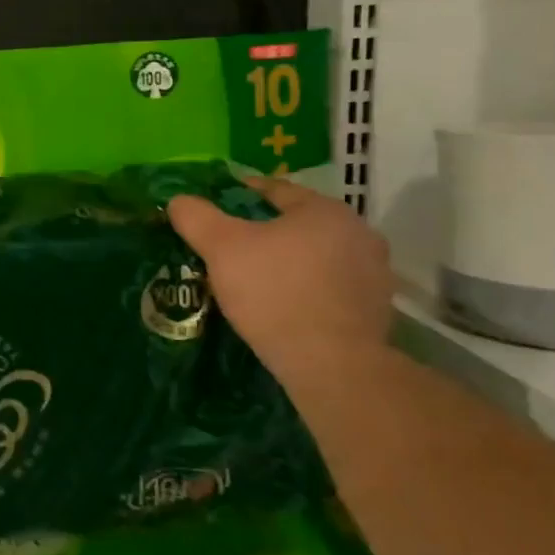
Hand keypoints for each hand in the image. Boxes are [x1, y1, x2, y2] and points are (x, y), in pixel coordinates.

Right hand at [168, 178, 393, 380]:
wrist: (330, 364)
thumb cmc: (274, 291)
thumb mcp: (221, 247)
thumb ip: (196, 217)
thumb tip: (179, 201)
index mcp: (324, 210)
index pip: (273, 190)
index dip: (235, 194)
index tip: (210, 208)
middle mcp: (357, 232)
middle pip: (295, 223)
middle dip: (261, 231)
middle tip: (226, 246)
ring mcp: (373, 272)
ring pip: (313, 255)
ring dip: (285, 260)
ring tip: (251, 278)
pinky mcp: (375, 308)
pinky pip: (327, 285)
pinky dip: (303, 287)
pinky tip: (279, 304)